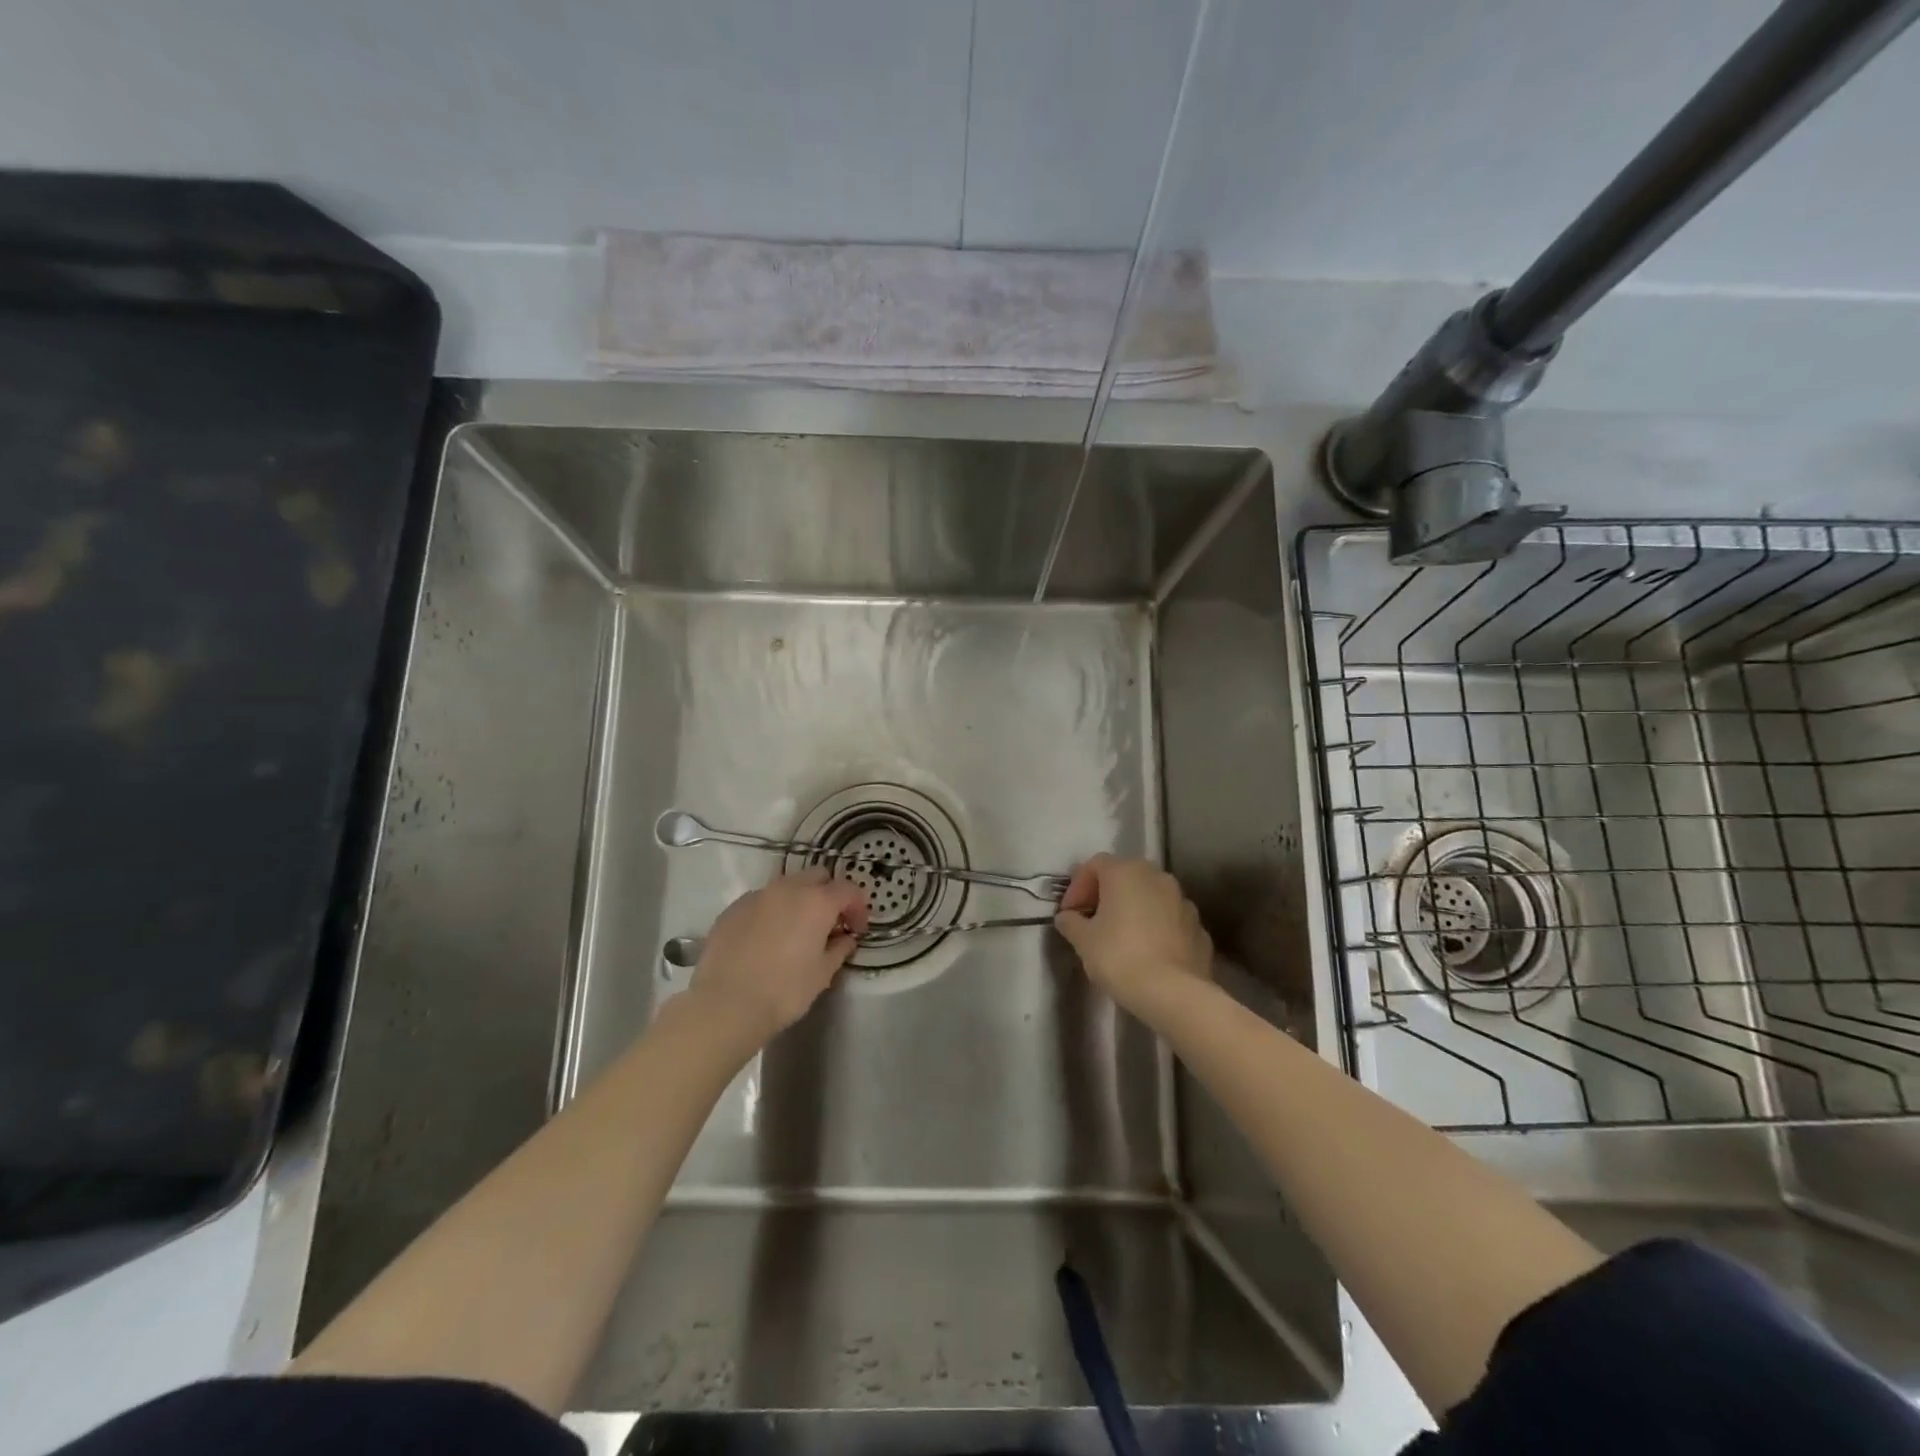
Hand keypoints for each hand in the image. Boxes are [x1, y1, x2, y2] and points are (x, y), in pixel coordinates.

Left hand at [690, 870, 869, 1041]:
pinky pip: (761, 901)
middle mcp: (788, 888)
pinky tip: (766, 939)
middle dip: (828, 895)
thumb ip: (839, 949)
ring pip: (787, 886)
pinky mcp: (732, 909)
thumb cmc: (784, 991)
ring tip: (796, 931)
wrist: (726, 1005)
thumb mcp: (822, 974)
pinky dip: (771, 912)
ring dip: (799, 901)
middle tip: (829, 924)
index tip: (856, 931)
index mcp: (817, 901)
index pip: (848, 890)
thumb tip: (845, 938)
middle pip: (818, 877)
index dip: (858, 908)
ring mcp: (757, 896)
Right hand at [1054, 854, 1212, 1024]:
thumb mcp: (1083, 940)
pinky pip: (1170, 920)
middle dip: (1106, 896)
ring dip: (1134, 911)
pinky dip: (1156, 929)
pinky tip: (1147, 954)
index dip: (1077, 887)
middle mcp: (1158, 877)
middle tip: (1092, 922)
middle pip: (1125, 876)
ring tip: (1121, 939)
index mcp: (1126, 872)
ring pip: (1151, 897)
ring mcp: (1183, 902)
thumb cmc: (1119, 957)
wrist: (1174, 993)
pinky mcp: (1199, 928)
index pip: (1095, 865)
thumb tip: (1068, 917)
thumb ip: (1071, 922)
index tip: (1069, 914)